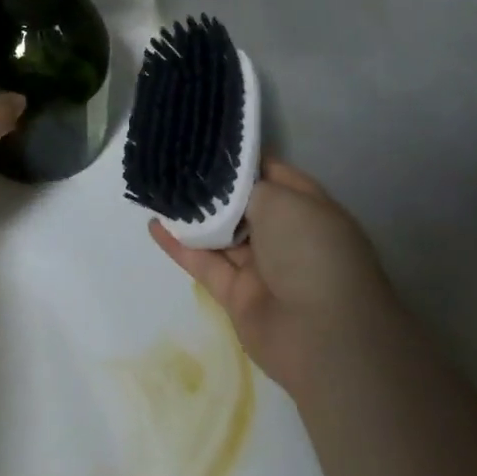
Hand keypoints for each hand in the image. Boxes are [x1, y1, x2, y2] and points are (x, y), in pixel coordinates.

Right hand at [150, 162, 397, 397]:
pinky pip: (206, 264)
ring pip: (221, 234)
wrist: (322, 336)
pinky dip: (181, 246)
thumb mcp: (281, 199)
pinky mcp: (238, 296)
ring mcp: (262, 267)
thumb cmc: (309, 250)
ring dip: (193, 214)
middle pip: (242, 204)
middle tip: (173, 158)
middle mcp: (285, 235)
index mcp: (305, 206)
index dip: (238, 158)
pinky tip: (154, 225)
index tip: (203, 139)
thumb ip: (246, 187)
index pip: (268, 172)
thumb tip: (226, 183)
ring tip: (158, 186)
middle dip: (212, 185)